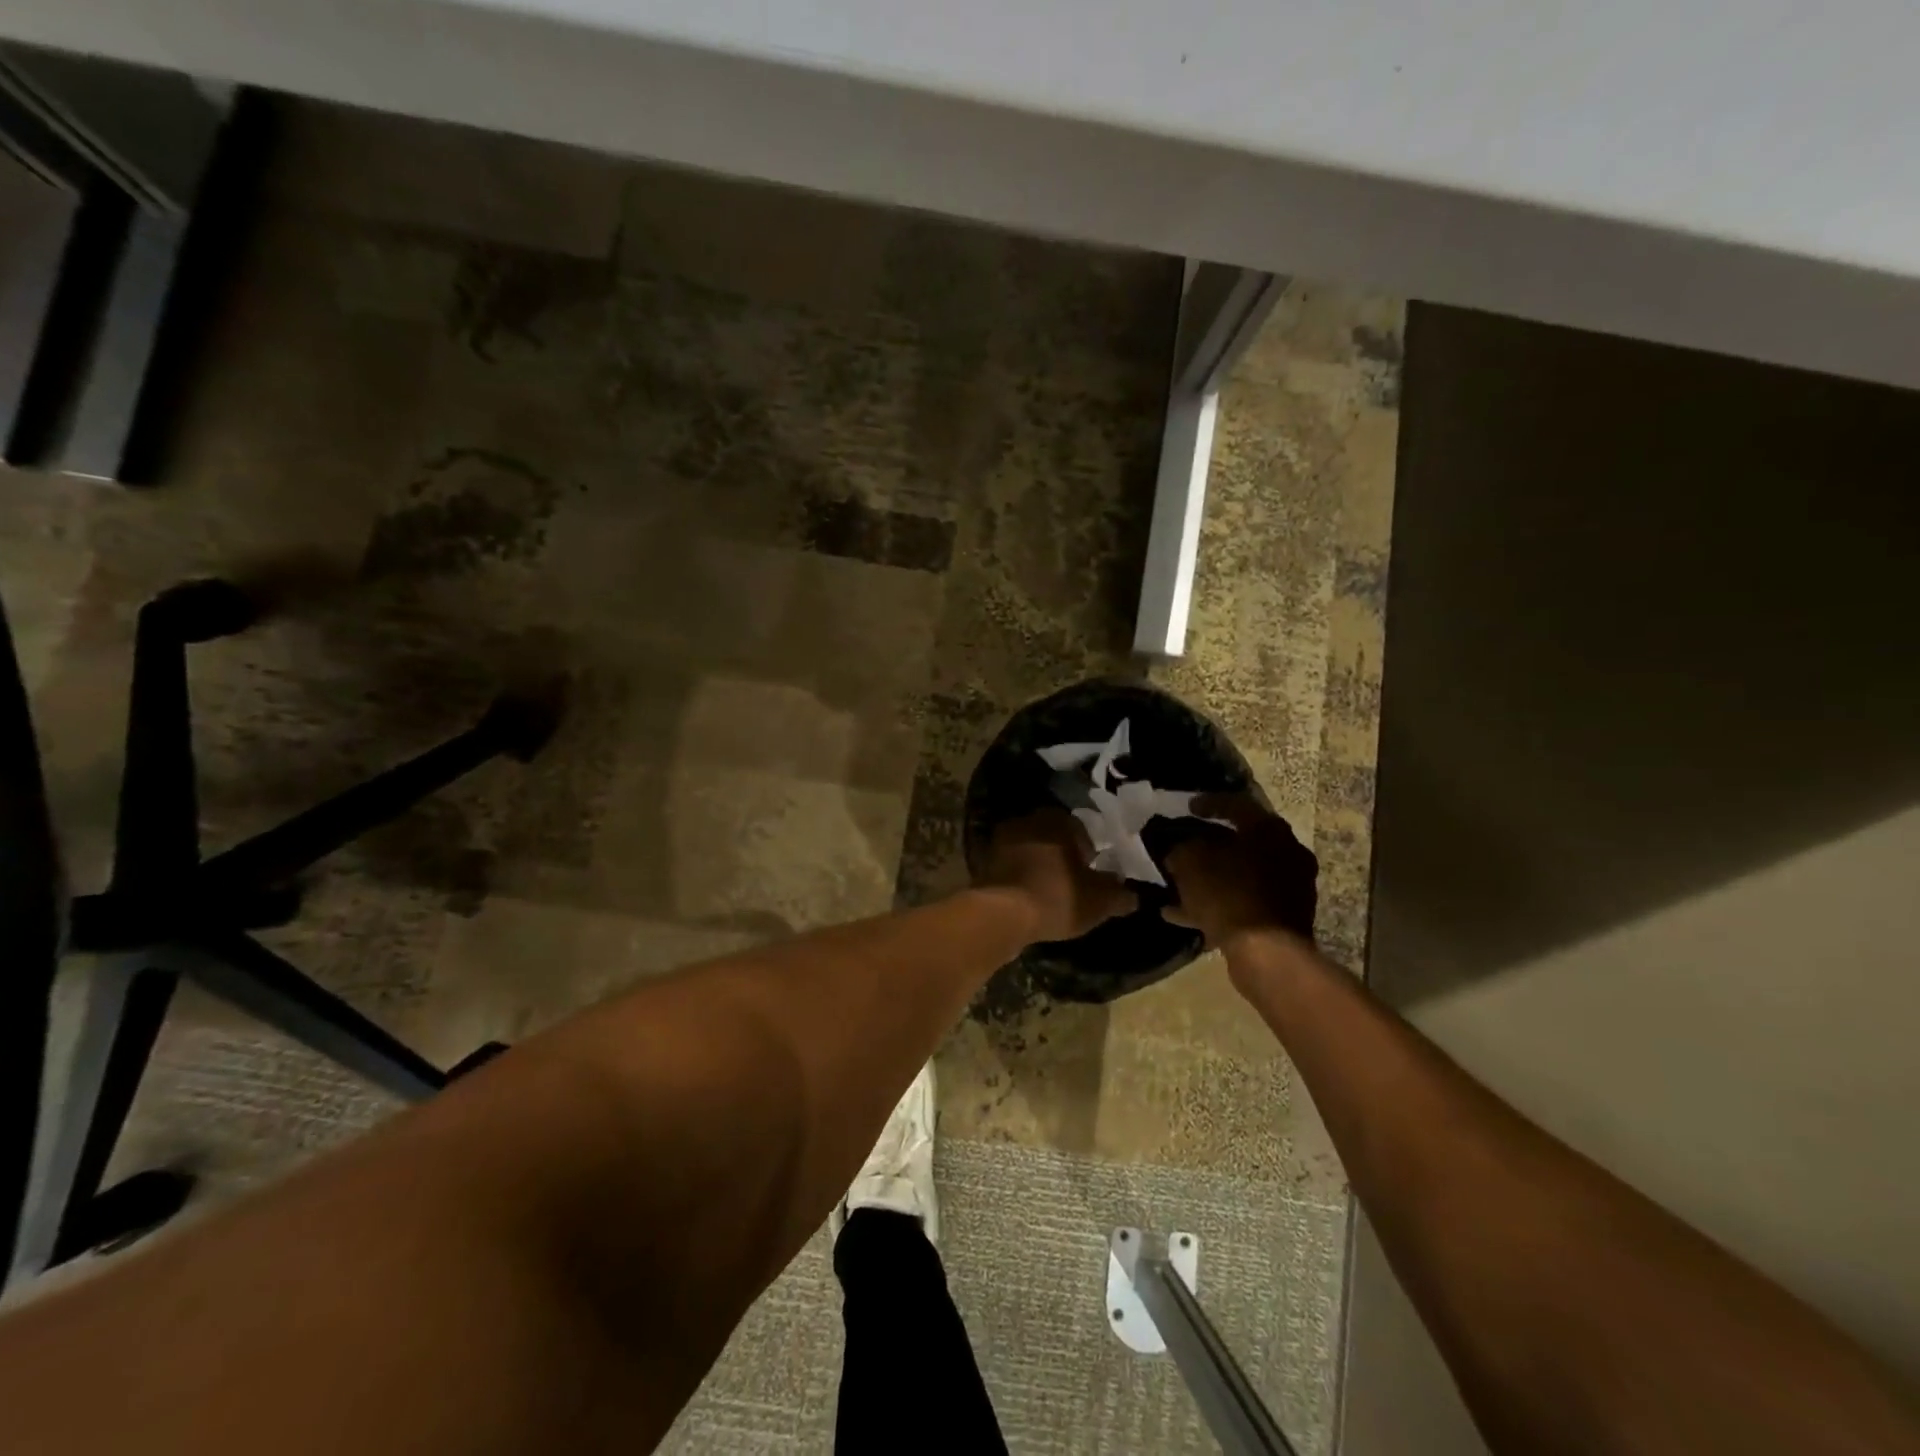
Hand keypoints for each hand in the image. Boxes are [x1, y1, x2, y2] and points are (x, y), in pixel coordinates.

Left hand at [978, 809, 1137, 943]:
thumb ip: (1120, 895)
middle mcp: (1027, 821)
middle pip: (1052, 838)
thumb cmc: (1057, 896)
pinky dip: (1021, 879)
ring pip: (1030, 852)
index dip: (1089, 852)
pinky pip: (1011, 868)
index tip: (1093, 874)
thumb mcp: (1100, 901)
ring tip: (1051, 893)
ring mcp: (1001, 841)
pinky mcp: (984, 863)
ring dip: (1040, 867)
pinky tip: (1029, 899)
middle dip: (1062, 857)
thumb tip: (1133, 895)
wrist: (1002, 914)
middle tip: (1074, 883)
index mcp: (1057, 820)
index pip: (1080, 829)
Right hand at [1162, 794, 1317, 950]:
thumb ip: (1181, 848)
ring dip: (1211, 878)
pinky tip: (1184, 915)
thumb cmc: (1229, 894)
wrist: (1267, 954)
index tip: (1187, 807)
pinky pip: (1243, 902)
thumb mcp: (1191, 862)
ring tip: (1178, 885)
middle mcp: (1288, 853)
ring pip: (1241, 875)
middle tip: (1185, 846)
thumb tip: (1177, 848)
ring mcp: (1290, 888)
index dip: (1208, 803)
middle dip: (1210, 845)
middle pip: (1242, 842)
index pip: (1237, 804)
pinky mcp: (1284, 918)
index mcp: (1270, 830)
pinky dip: (1218, 904)